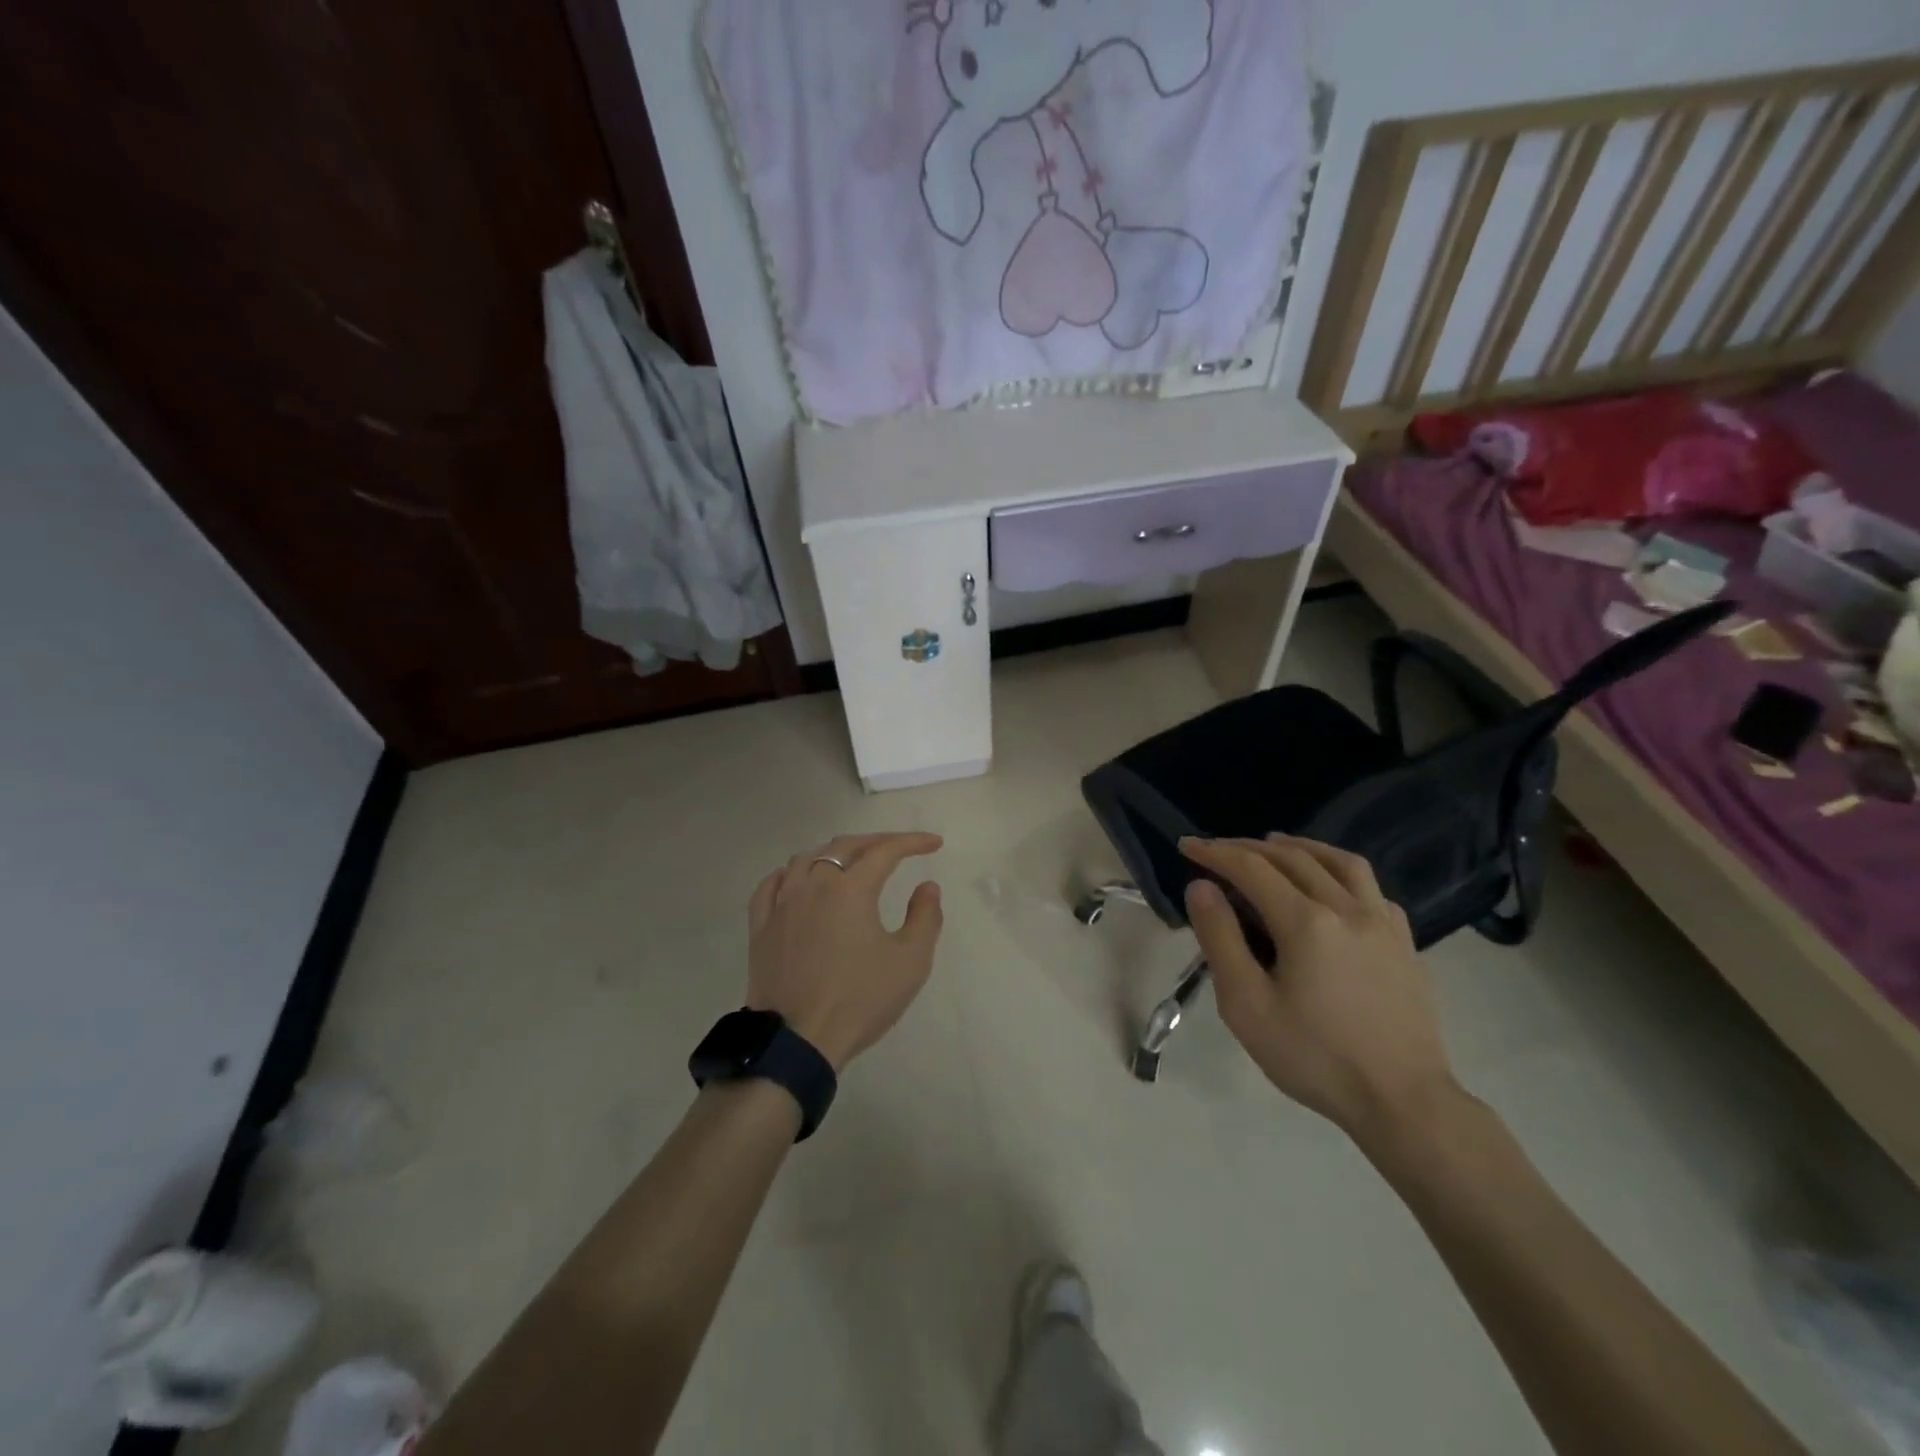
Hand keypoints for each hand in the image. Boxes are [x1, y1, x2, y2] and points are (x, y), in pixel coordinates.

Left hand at [745, 833, 944, 1071]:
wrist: (798, 1041)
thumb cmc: (860, 1000)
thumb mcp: (910, 962)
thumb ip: (925, 918)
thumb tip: (927, 887)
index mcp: (850, 888)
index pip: (885, 851)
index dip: (912, 842)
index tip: (934, 844)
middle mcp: (813, 884)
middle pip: (845, 846)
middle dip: (876, 842)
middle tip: (899, 848)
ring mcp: (781, 903)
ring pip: (806, 859)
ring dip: (834, 853)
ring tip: (851, 863)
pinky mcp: (760, 926)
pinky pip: (773, 884)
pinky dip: (792, 874)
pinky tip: (799, 880)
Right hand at [1179, 835, 1458, 1144]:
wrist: (1403, 1101)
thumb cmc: (1314, 1057)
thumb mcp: (1247, 1005)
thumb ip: (1220, 939)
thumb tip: (1202, 887)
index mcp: (1306, 922)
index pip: (1251, 869)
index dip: (1215, 853)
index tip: (1187, 846)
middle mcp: (1347, 908)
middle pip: (1292, 858)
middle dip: (1248, 847)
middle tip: (1217, 849)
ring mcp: (1383, 922)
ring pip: (1339, 862)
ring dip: (1299, 847)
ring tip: (1273, 845)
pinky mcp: (1404, 941)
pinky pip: (1370, 887)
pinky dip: (1339, 871)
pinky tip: (1329, 885)